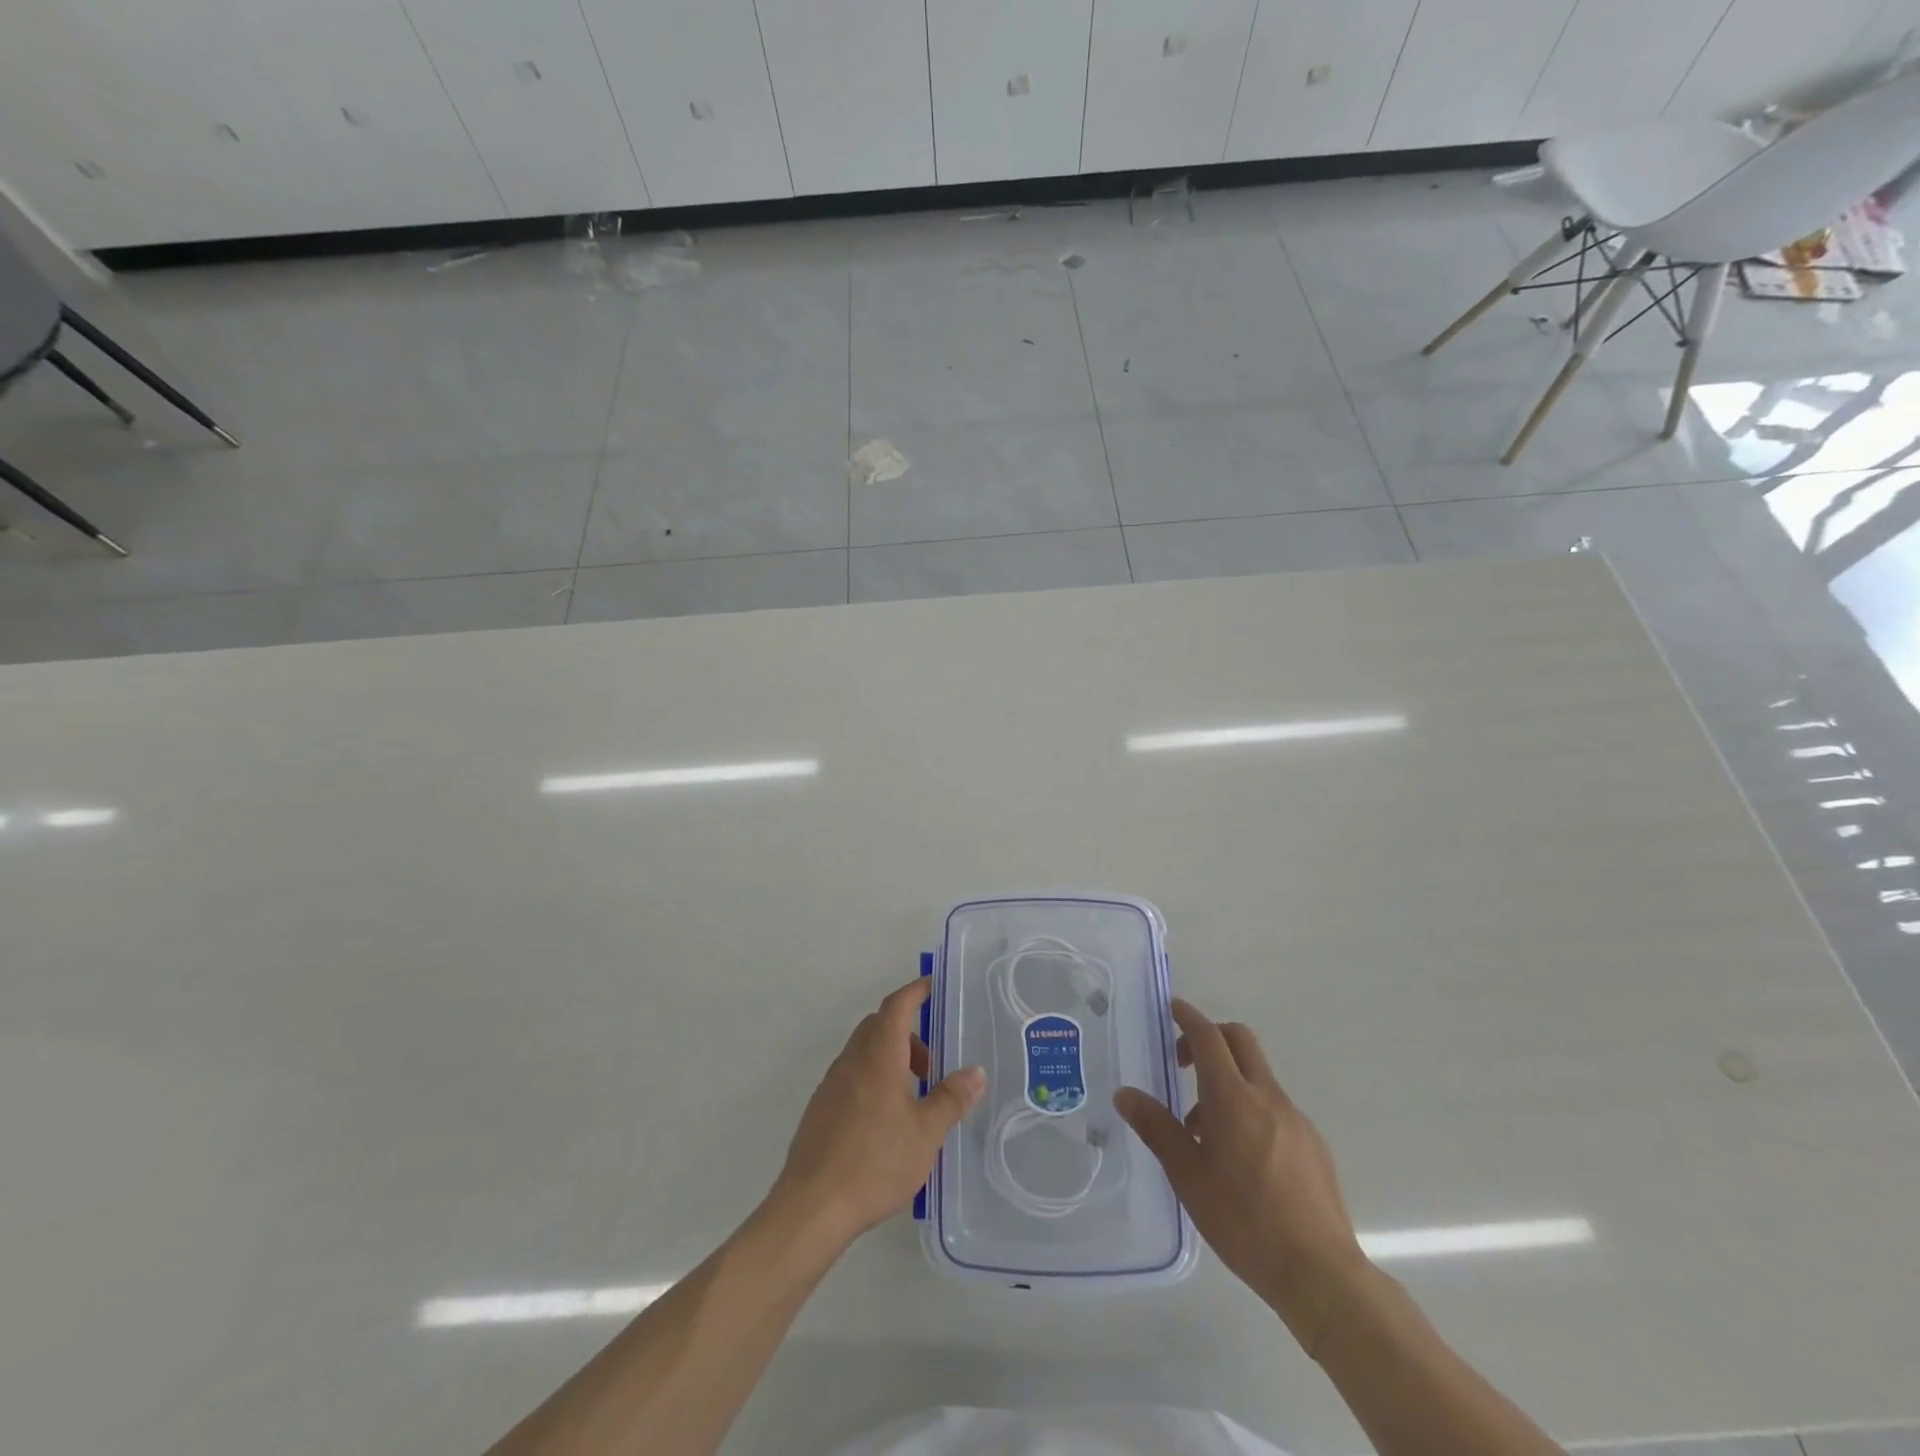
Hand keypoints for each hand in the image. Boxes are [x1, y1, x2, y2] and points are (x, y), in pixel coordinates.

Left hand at [773, 978, 985, 1246]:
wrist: (812, 1206)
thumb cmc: (875, 1161)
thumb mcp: (926, 1132)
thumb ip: (951, 1098)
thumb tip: (975, 1071)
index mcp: (878, 1055)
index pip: (896, 1006)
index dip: (915, 991)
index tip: (932, 986)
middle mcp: (851, 1060)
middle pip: (879, 1027)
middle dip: (908, 1033)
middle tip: (933, 1063)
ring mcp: (831, 1084)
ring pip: (864, 1053)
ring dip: (891, 1059)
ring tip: (915, 1097)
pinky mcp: (820, 1109)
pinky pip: (852, 1077)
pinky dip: (874, 1080)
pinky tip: (886, 1121)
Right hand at [1115, 999, 1367, 1352]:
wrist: (1320, 1273)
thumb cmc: (1244, 1221)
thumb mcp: (1188, 1176)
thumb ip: (1157, 1128)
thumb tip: (1125, 1094)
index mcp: (1233, 1098)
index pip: (1209, 1037)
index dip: (1189, 1017)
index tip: (1173, 1008)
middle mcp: (1267, 1097)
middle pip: (1240, 1041)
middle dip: (1211, 1037)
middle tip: (1185, 1063)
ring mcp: (1295, 1119)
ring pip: (1257, 1076)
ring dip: (1228, 1080)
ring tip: (1204, 1132)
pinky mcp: (1313, 1144)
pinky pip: (1275, 1107)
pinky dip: (1251, 1108)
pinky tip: (1242, 1158)